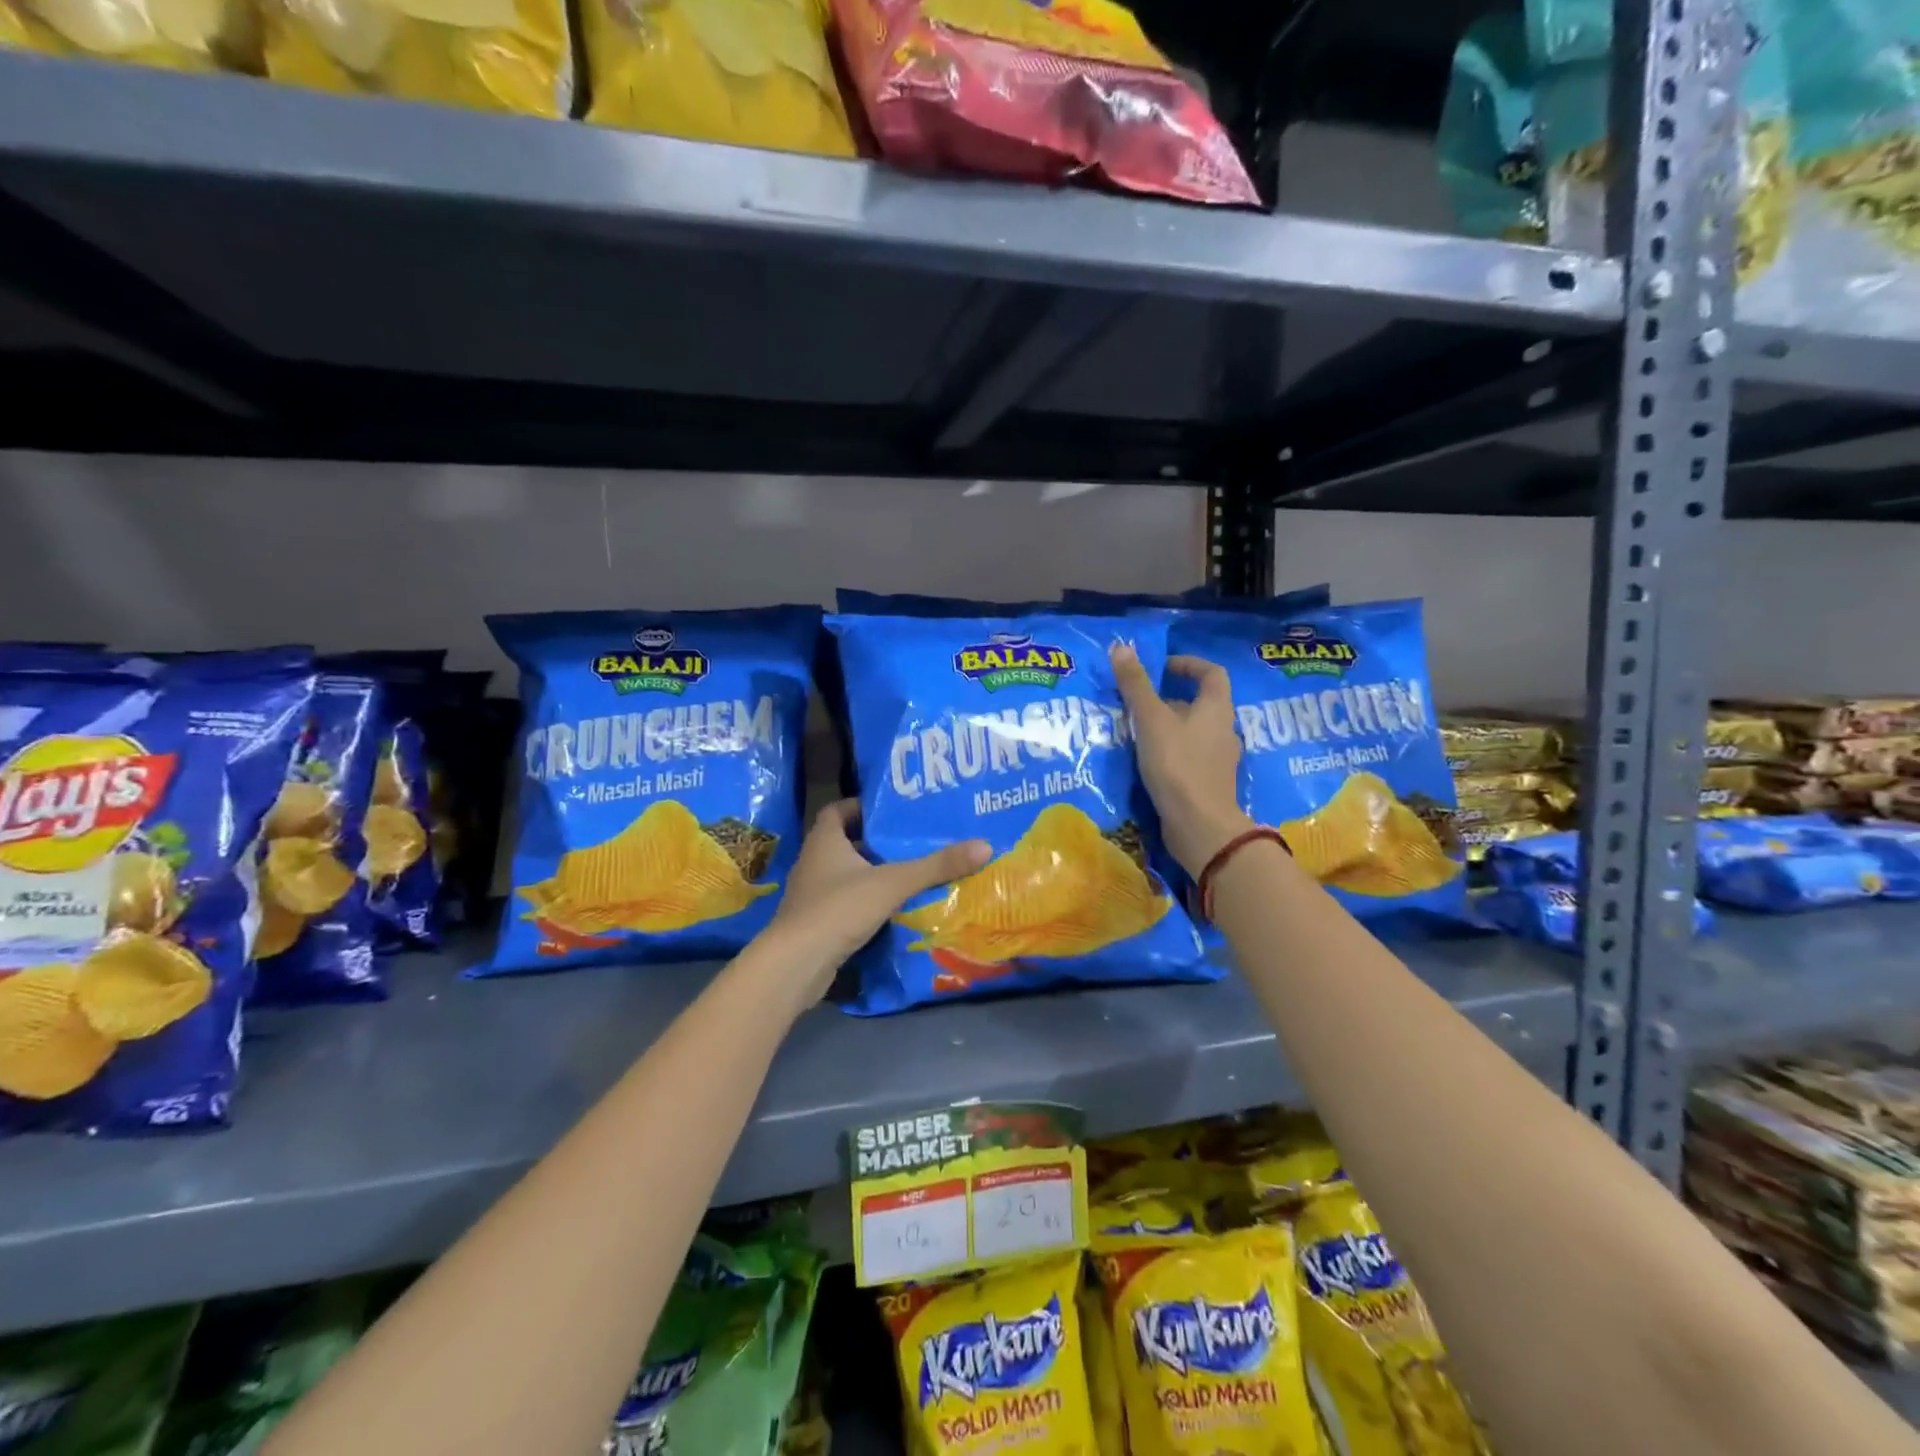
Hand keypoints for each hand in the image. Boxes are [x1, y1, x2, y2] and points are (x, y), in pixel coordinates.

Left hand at [761, 800, 989, 1007]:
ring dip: (871, 874)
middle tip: (911, 842)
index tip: (891, 812)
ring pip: (845, 875)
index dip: (862, 807)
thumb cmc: (839, 909)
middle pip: (845, 842)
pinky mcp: (815, 923)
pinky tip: (892, 910)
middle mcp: (813, 862)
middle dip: (875, 842)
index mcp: (824, 841)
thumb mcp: (893, 883)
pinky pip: (844, 903)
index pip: (837, 810)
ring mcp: (811, 895)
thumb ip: (936, 866)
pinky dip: (865, 902)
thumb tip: (984, 845)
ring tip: (909, 874)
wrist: (795, 965)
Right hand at [1110, 644, 1253, 876]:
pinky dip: (1169, 753)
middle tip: (1138, 702)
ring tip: (1136, 732)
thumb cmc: (1178, 765)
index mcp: (1217, 709)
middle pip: (1200, 704)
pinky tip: (1146, 762)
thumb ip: (1136, 685)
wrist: (1200, 826)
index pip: (1212, 673)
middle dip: (1170, 699)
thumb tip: (1121, 647)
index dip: (1188, 664)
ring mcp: (1218, 761)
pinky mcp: (1208, 784)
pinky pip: (1189, 757)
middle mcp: (1224, 731)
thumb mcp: (1151, 720)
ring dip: (1167, 728)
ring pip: (1193, 733)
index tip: (1161, 667)